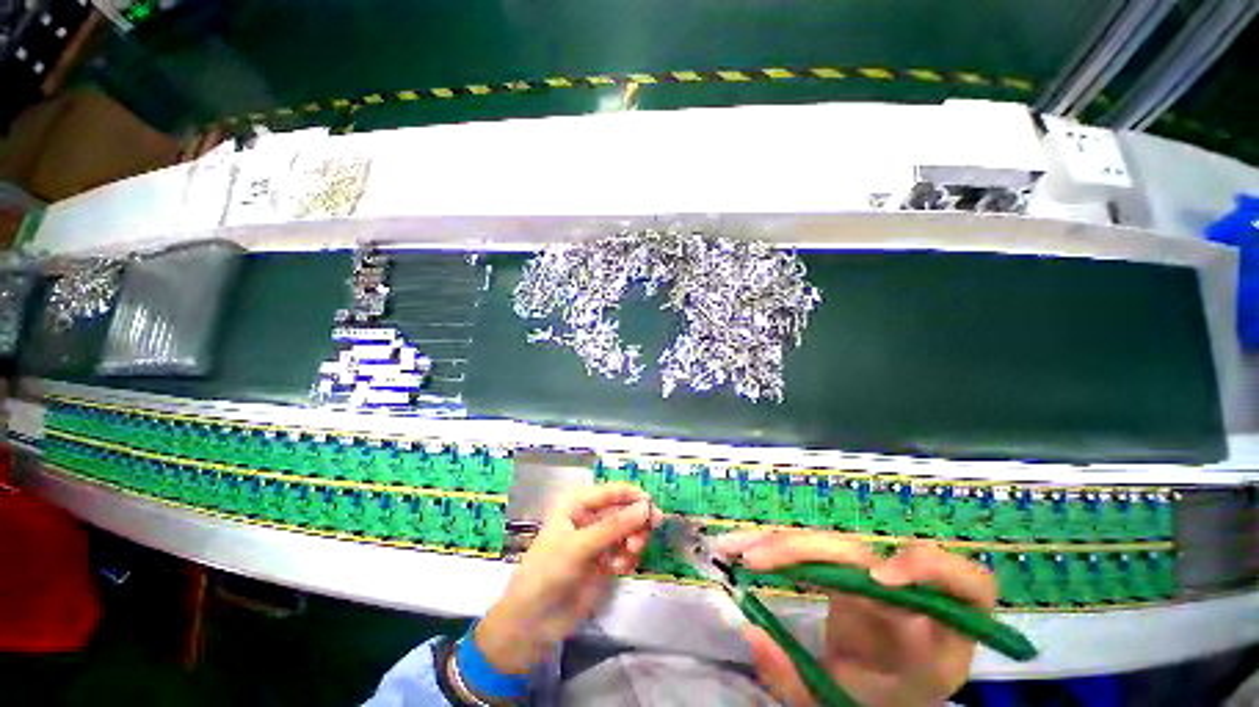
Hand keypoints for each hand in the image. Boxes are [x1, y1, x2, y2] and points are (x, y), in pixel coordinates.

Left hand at [475, 483, 662, 673]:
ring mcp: (597, 540)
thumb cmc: (547, 573)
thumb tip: (646, 508)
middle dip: (636, 521)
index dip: (632, 496)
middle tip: (648, 533)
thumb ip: (614, 527)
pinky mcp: (604, 561)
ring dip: (633, 540)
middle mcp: (588, 517)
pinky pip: (625, 551)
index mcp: (576, 504)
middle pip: (623, 510)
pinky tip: (620, 569)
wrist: (532, 623)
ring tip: (631, 554)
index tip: (652, 505)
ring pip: (628, 530)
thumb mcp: (579, 547)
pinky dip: (628, 558)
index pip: (610, 491)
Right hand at [714, 532, 997, 706]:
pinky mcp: (846, 569)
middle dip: (805, 551)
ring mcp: (871, 576)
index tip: (878, 579)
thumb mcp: (841, 705)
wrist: (873, 694)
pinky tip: (742, 544)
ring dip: (780, 543)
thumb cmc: (872, 702)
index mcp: (935, 637)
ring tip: (736, 548)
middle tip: (756, 559)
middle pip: (861, 554)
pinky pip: (812, 550)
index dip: (932, 568)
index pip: (968, 585)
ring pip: (828, 545)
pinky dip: (775, 546)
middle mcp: (904, 596)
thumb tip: (752, 631)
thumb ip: (798, 681)